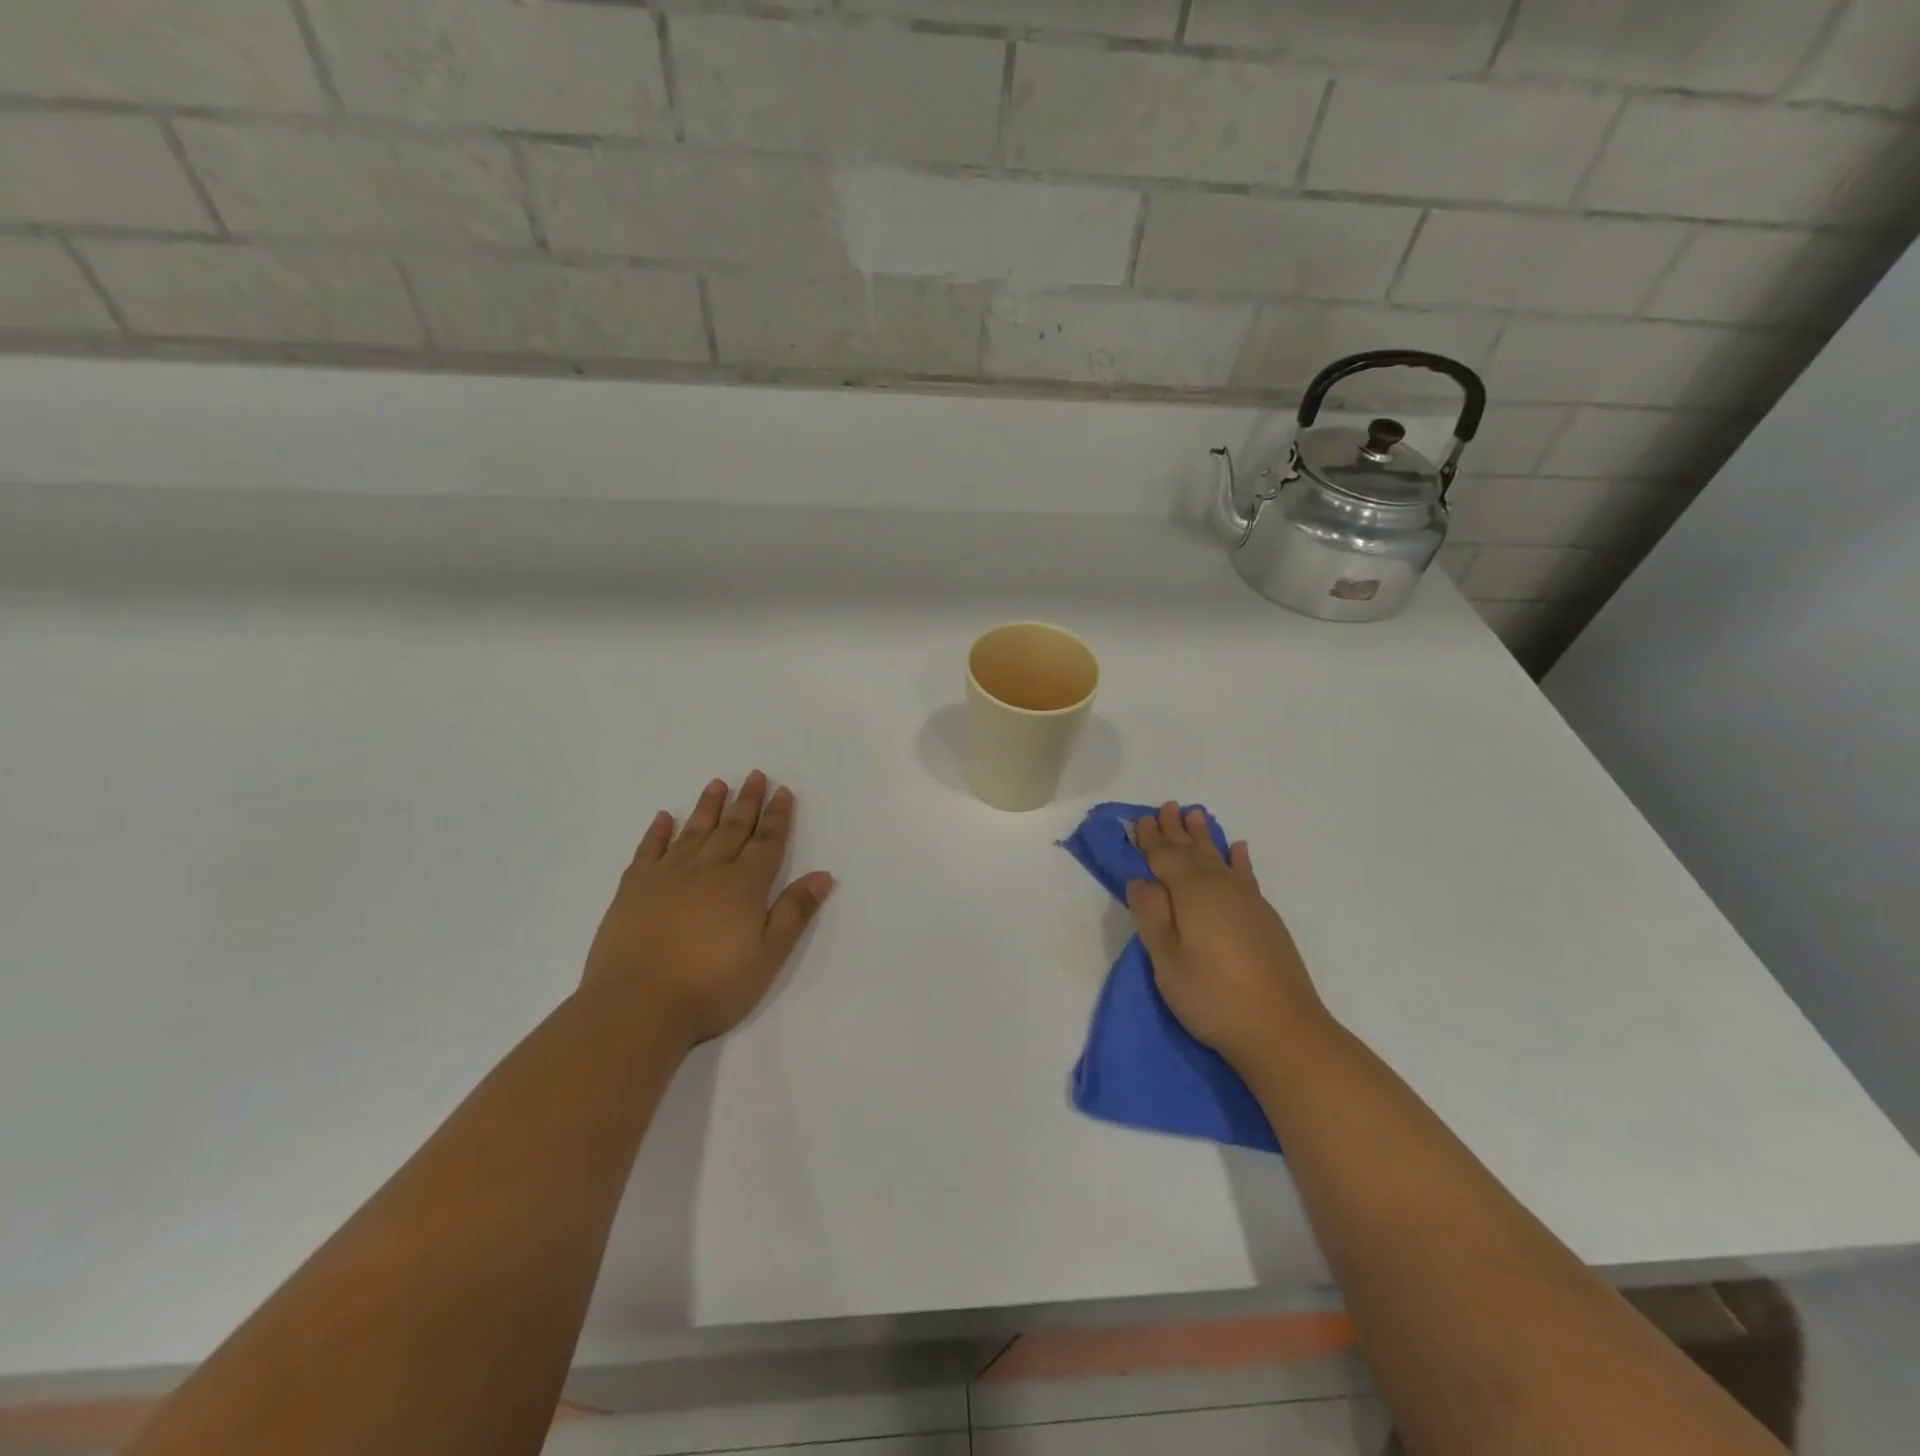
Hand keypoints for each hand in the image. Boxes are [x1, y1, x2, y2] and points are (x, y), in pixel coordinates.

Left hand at [582, 772, 833, 1047]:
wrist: (637, 1006)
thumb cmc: (712, 987)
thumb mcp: (768, 956)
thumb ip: (794, 912)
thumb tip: (822, 875)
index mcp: (744, 885)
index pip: (767, 842)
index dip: (777, 816)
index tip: (783, 791)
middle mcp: (708, 870)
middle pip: (733, 828)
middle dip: (747, 801)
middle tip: (756, 775)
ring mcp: (667, 875)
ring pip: (694, 831)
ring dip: (708, 807)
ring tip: (717, 784)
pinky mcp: (633, 888)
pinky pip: (649, 850)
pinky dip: (657, 832)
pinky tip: (663, 818)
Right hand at [1126, 802, 1325, 1070]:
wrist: (1282, 1029)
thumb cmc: (1212, 997)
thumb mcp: (1166, 960)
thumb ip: (1151, 915)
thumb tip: (1141, 880)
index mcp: (1191, 893)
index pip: (1164, 857)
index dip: (1149, 839)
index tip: (1138, 819)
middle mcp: (1221, 887)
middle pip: (1192, 851)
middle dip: (1176, 830)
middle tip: (1166, 806)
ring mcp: (1247, 901)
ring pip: (1219, 857)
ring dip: (1205, 836)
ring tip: (1196, 815)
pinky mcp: (1265, 918)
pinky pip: (1246, 874)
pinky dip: (1239, 859)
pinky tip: (1238, 849)